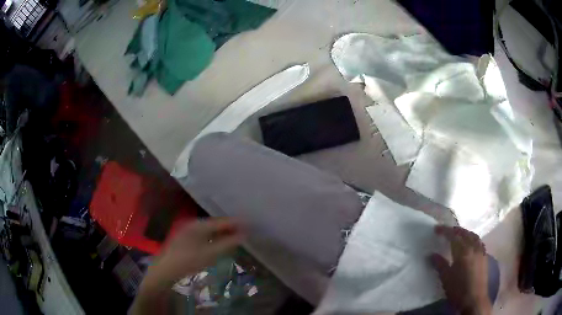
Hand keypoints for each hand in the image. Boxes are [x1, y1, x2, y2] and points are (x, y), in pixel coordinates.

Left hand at [145, 218, 243, 288]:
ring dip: (223, 233)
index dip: (237, 222)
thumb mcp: (211, 254)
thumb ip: (228, 243)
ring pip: (210, 229)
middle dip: (230, 227)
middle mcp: (193, 224)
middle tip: (245, 231)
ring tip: (236, 236)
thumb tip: (244, 234)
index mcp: (199, 224)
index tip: (251, 223)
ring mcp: (188, 230)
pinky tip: (219, 243)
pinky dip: (214, 237)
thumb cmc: (189, 261)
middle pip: (216, 224)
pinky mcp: (186, 238)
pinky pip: (204, 234)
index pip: (222, 221)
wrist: (166, 269)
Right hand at [430, 225, 491, 314]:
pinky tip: (470, 244)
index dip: (444, 230)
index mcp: (463, 251)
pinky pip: (478, 242)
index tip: (436, 229)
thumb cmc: (458, 290)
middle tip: (446, 231)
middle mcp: (474, 247)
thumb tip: (432, 254)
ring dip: (465, 233)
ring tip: (458, 235)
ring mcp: (481, 251)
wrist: (474, 300)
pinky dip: (472, 239)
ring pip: (473, 236)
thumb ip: (440, 265)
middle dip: (455, 230)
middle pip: (465, 233)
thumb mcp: (446, 279)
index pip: (453, 236)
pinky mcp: (485, 256)